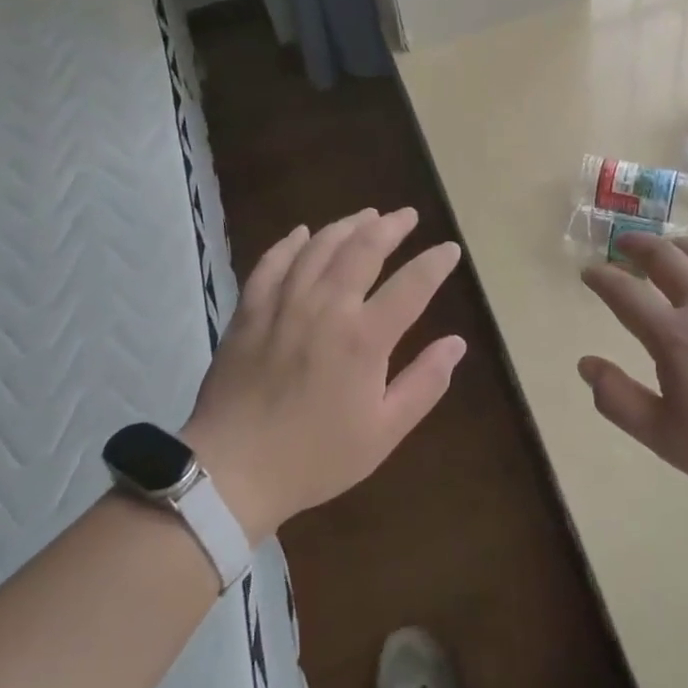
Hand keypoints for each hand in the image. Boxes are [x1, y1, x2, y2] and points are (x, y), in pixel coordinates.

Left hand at [184, 208, 465, 542]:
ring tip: (366, 216)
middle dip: (391, 227)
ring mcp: (284, 304)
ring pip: (319, 247)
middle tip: (407, 216)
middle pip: (364, 249)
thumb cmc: (315, 457)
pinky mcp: (250, 311)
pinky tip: (302, 233)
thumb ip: (425, 383)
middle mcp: (326, 308)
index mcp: (364, 338)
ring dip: (347, 226)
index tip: (450, 249)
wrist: (231, 472)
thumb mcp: (384, 432)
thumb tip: (456, 343)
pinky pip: (272, 263)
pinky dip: (290, 243)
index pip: (412, 285)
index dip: (435, 263)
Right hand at [579, 234, 687, 505]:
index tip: (588, 272)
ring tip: (668, 247)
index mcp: (674, 336)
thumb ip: (618, 400)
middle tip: (623, 244)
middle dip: (638, 245)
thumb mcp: (665, 438)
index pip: (625, 293)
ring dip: (679, 245)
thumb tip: (585, 364)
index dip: (601, 278)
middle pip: (665, 257)